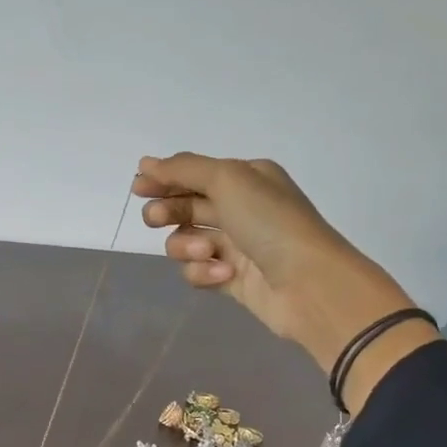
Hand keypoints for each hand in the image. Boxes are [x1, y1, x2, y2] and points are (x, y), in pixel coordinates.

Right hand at [132, 153, 434, 402]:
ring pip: (186, 242)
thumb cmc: (270, 222)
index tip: (138, 188)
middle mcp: (241, 208)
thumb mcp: (228, 180)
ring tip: (206, 252)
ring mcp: (236, 246)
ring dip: (187, 246)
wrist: (308, 283)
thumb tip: (145, 163)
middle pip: (185, 206)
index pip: (194, 174)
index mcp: (246, 178)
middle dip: (168, 212)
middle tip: (157, 219)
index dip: (164, 180)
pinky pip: (198, 272)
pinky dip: (204, 272)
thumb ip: (184, 169)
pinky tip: (224, 274)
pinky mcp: (230, 279)